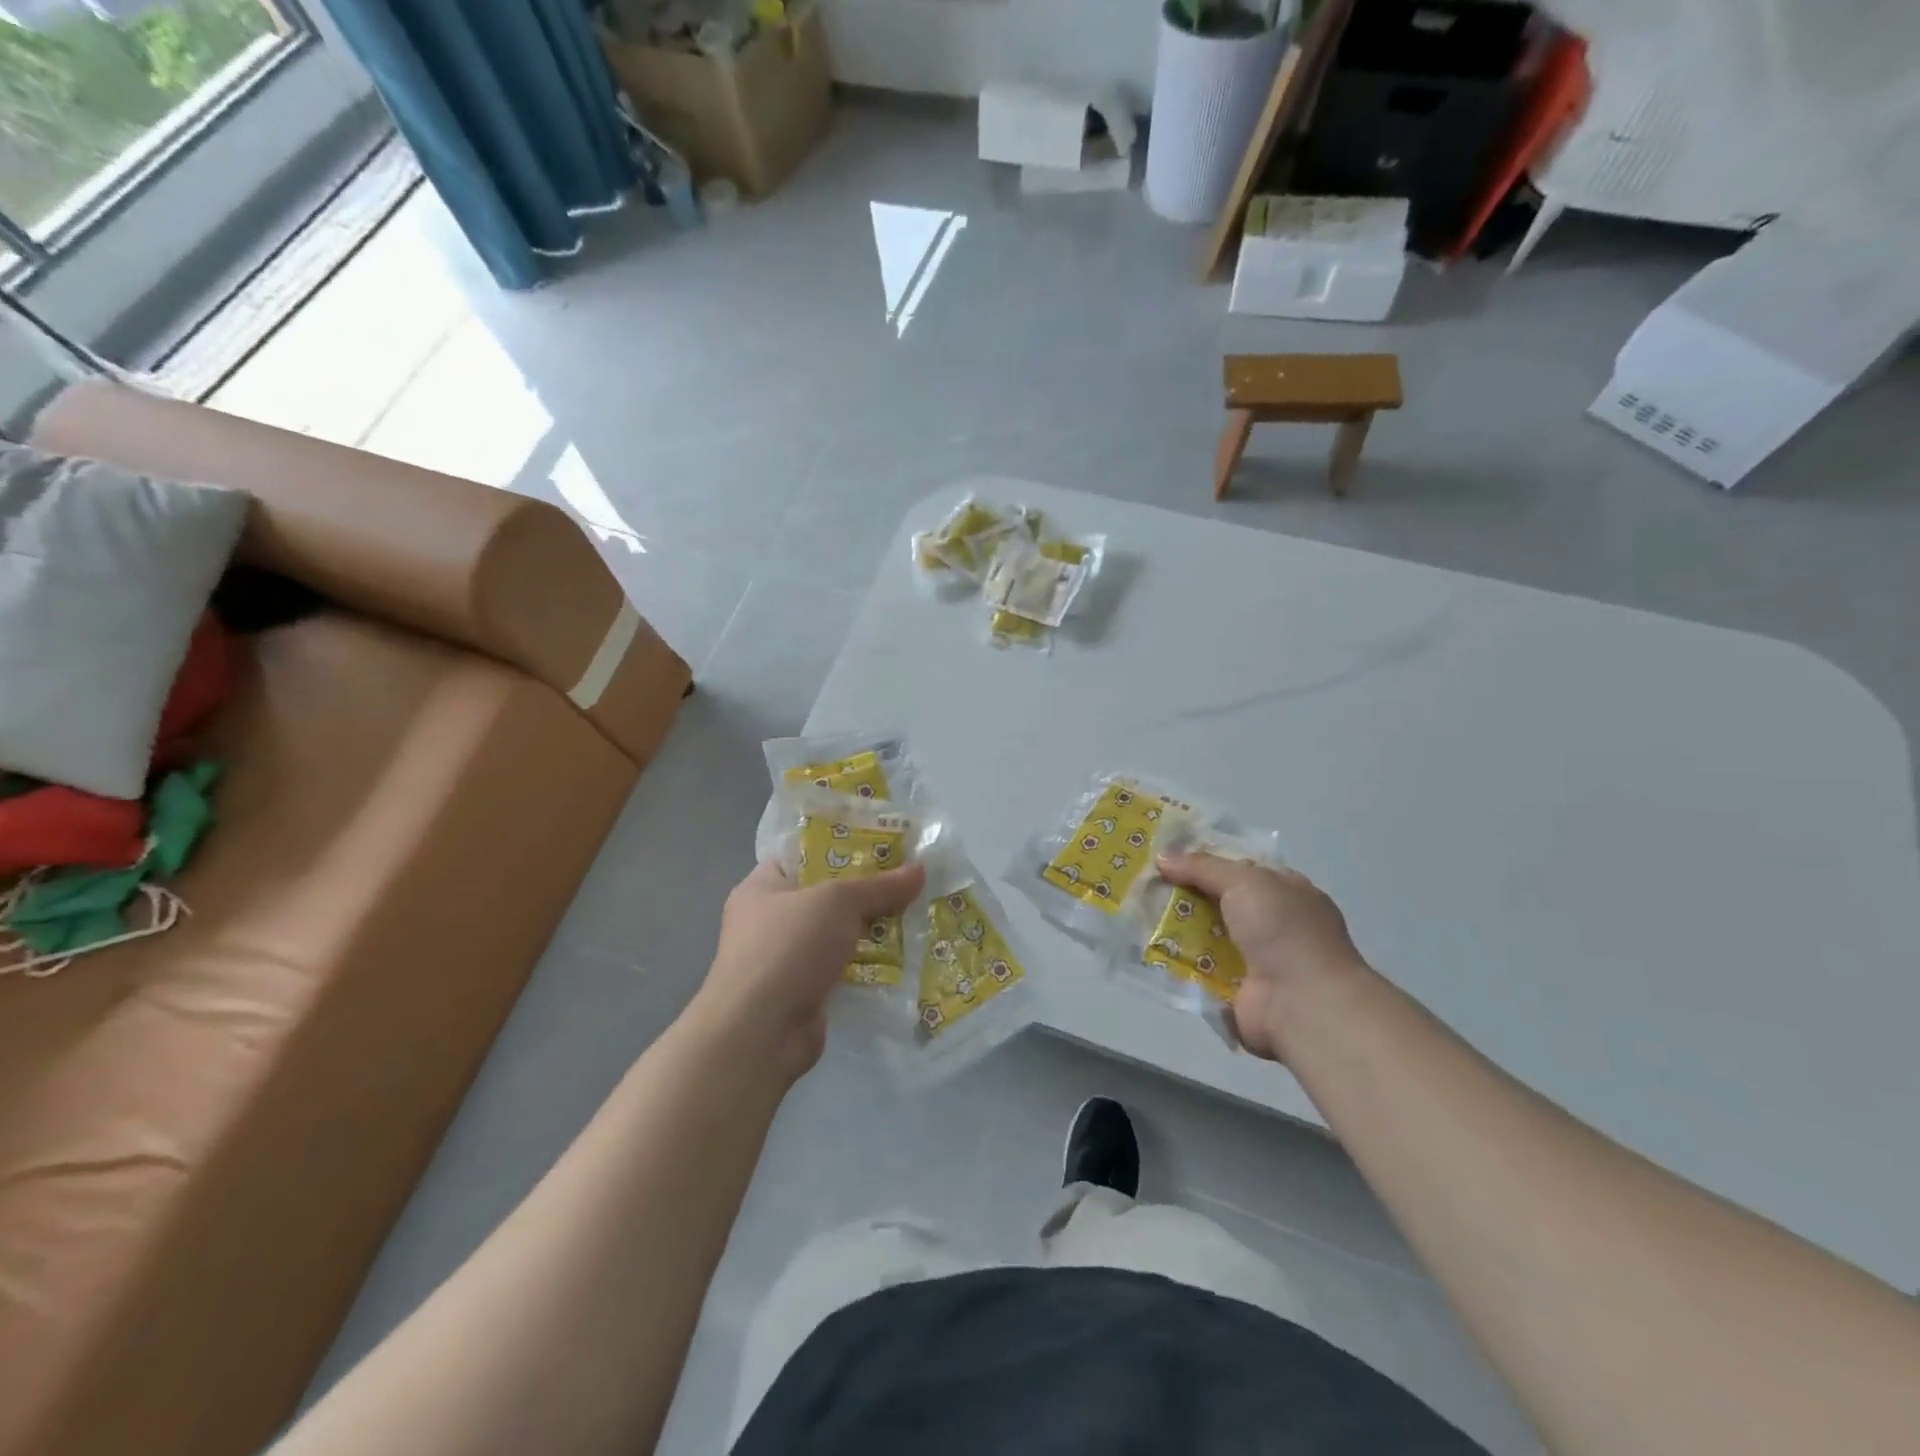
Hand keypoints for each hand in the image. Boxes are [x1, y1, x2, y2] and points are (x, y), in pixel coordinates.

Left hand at [690, 859, 926, 1079]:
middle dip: (867, 893)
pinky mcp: (803, 994)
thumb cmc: (788, 947)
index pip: (803, 856)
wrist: (760, 1033)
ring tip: (917, 916)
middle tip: (910, 882)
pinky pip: (843, 970)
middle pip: (827, 897)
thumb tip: (920, 869)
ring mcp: (785, 961)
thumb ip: (879, 886)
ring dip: (872, 932)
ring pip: (838, 936)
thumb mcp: (838, 901)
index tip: (884, 847)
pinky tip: (904, 958)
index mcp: (762, 887)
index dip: (842, 848)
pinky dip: (868, 966)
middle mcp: (769, 921)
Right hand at [1156, 851, 1365, 1062]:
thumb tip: (1162, 857)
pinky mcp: (1233, 990)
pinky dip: (1175, 960)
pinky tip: (1144, 947)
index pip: (1237, 867)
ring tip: (1134, 911)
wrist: (1302, 1004)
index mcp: (1284, 891)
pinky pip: (1198, 968)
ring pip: (1203, 934)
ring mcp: (1253, 959)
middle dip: (1182, 891)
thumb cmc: (1283, 931)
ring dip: (1174, 926)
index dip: (1203, 859)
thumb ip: (1203, 867)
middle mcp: (1270, 923)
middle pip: (1216, 900)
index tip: (1164, 854)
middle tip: (1141, 881)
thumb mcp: (1245, 881)